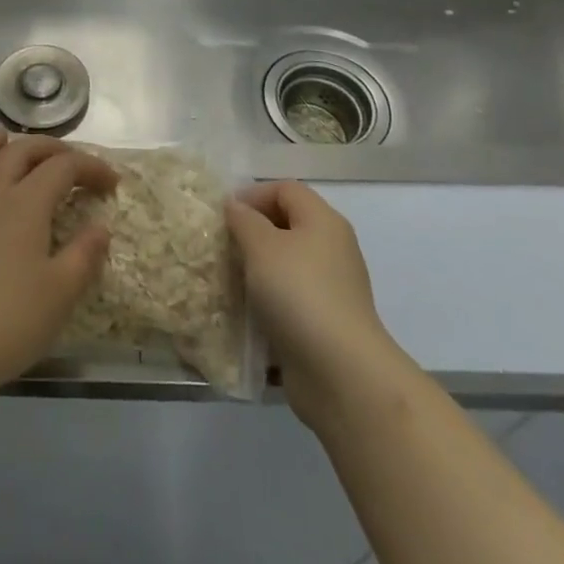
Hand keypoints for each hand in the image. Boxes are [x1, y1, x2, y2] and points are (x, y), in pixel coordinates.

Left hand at [0, 128, 117, 403]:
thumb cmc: (12, 320)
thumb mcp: (62, 292)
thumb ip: (85, 254)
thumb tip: (99, 227)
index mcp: (26, 202)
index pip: (63, 167)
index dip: (90, 167)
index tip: (111, 183)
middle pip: (22, 151)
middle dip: (51, 148)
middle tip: (71, 160)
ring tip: (6, 137)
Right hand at [226, 181, 410, 430]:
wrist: (342, 374)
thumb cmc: (299, 294)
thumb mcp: (262, 247)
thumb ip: (244, 220)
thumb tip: (235, 206)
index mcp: (323, 221)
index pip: (286, 189)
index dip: (253, 194)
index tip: (224, 214)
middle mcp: (332, 249)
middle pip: (287, 225)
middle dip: (252, 232)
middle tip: (222, 245)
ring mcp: (331, 289)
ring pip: (287, 265)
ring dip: (257, 269)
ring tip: (228, 279)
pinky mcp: (325, 324)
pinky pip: (290, 300)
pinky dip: (268, 302)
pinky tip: (245, 313)